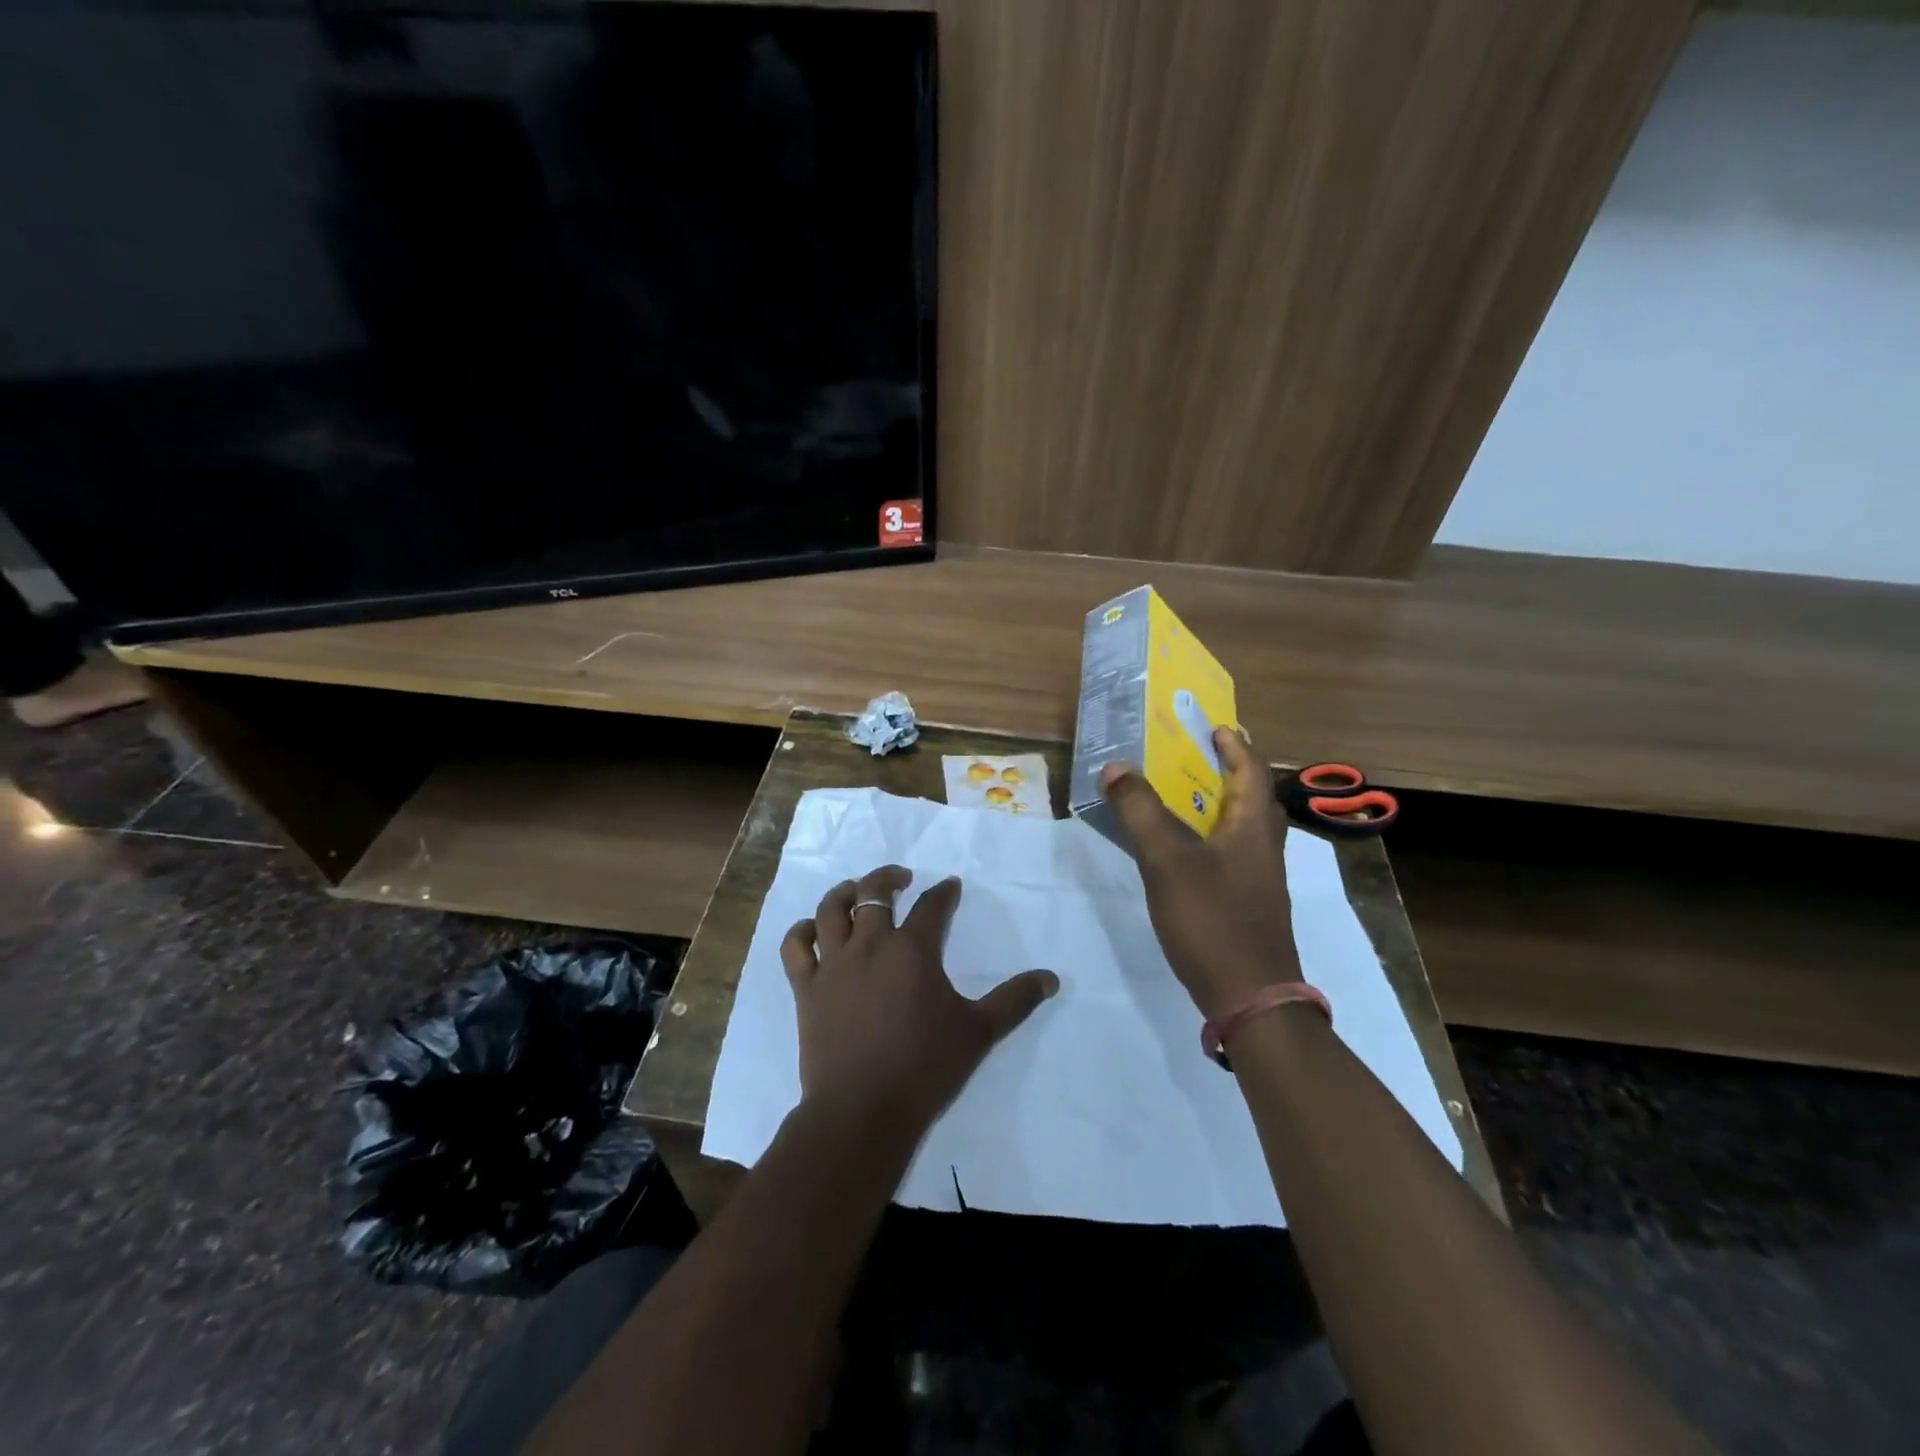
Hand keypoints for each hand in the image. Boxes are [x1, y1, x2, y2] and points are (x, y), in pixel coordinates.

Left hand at [780, 866, 1058, 1137]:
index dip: (944, 891)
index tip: (950, 886)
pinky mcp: (807, 988)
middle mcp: (871, 945)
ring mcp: (834, 964)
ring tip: (855, 890)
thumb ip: (1015, 1001)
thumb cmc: (925, 1067)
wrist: (862, 1110)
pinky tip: (813, 930)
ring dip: (844, 892)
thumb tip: (1052, 978)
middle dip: (889, 877)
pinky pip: (796, 947)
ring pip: (830, 909)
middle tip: (902, 879)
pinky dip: (802, 931)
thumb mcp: (979, 1033)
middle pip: (873, 892)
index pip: (933, 906)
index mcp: (913, 950)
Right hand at [1099, 727, 1300, 1019]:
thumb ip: (1140, 812)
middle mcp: (1263, 848)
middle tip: (1196, 758)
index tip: (1217, 727)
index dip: (1236, 746)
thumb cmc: (1213, 920)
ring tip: (1183, 798)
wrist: (1251, 998)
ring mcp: (1258, 881)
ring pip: (1241, 829)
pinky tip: (1182, 854)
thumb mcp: (1167, 860)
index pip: (1252, 771)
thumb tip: (1116, 766)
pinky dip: (1209, 839)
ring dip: (1218, 806)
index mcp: (1253, 827)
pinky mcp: (1247, 906)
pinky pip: (1230, 856)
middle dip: (1228, 773)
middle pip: (1252, 798)